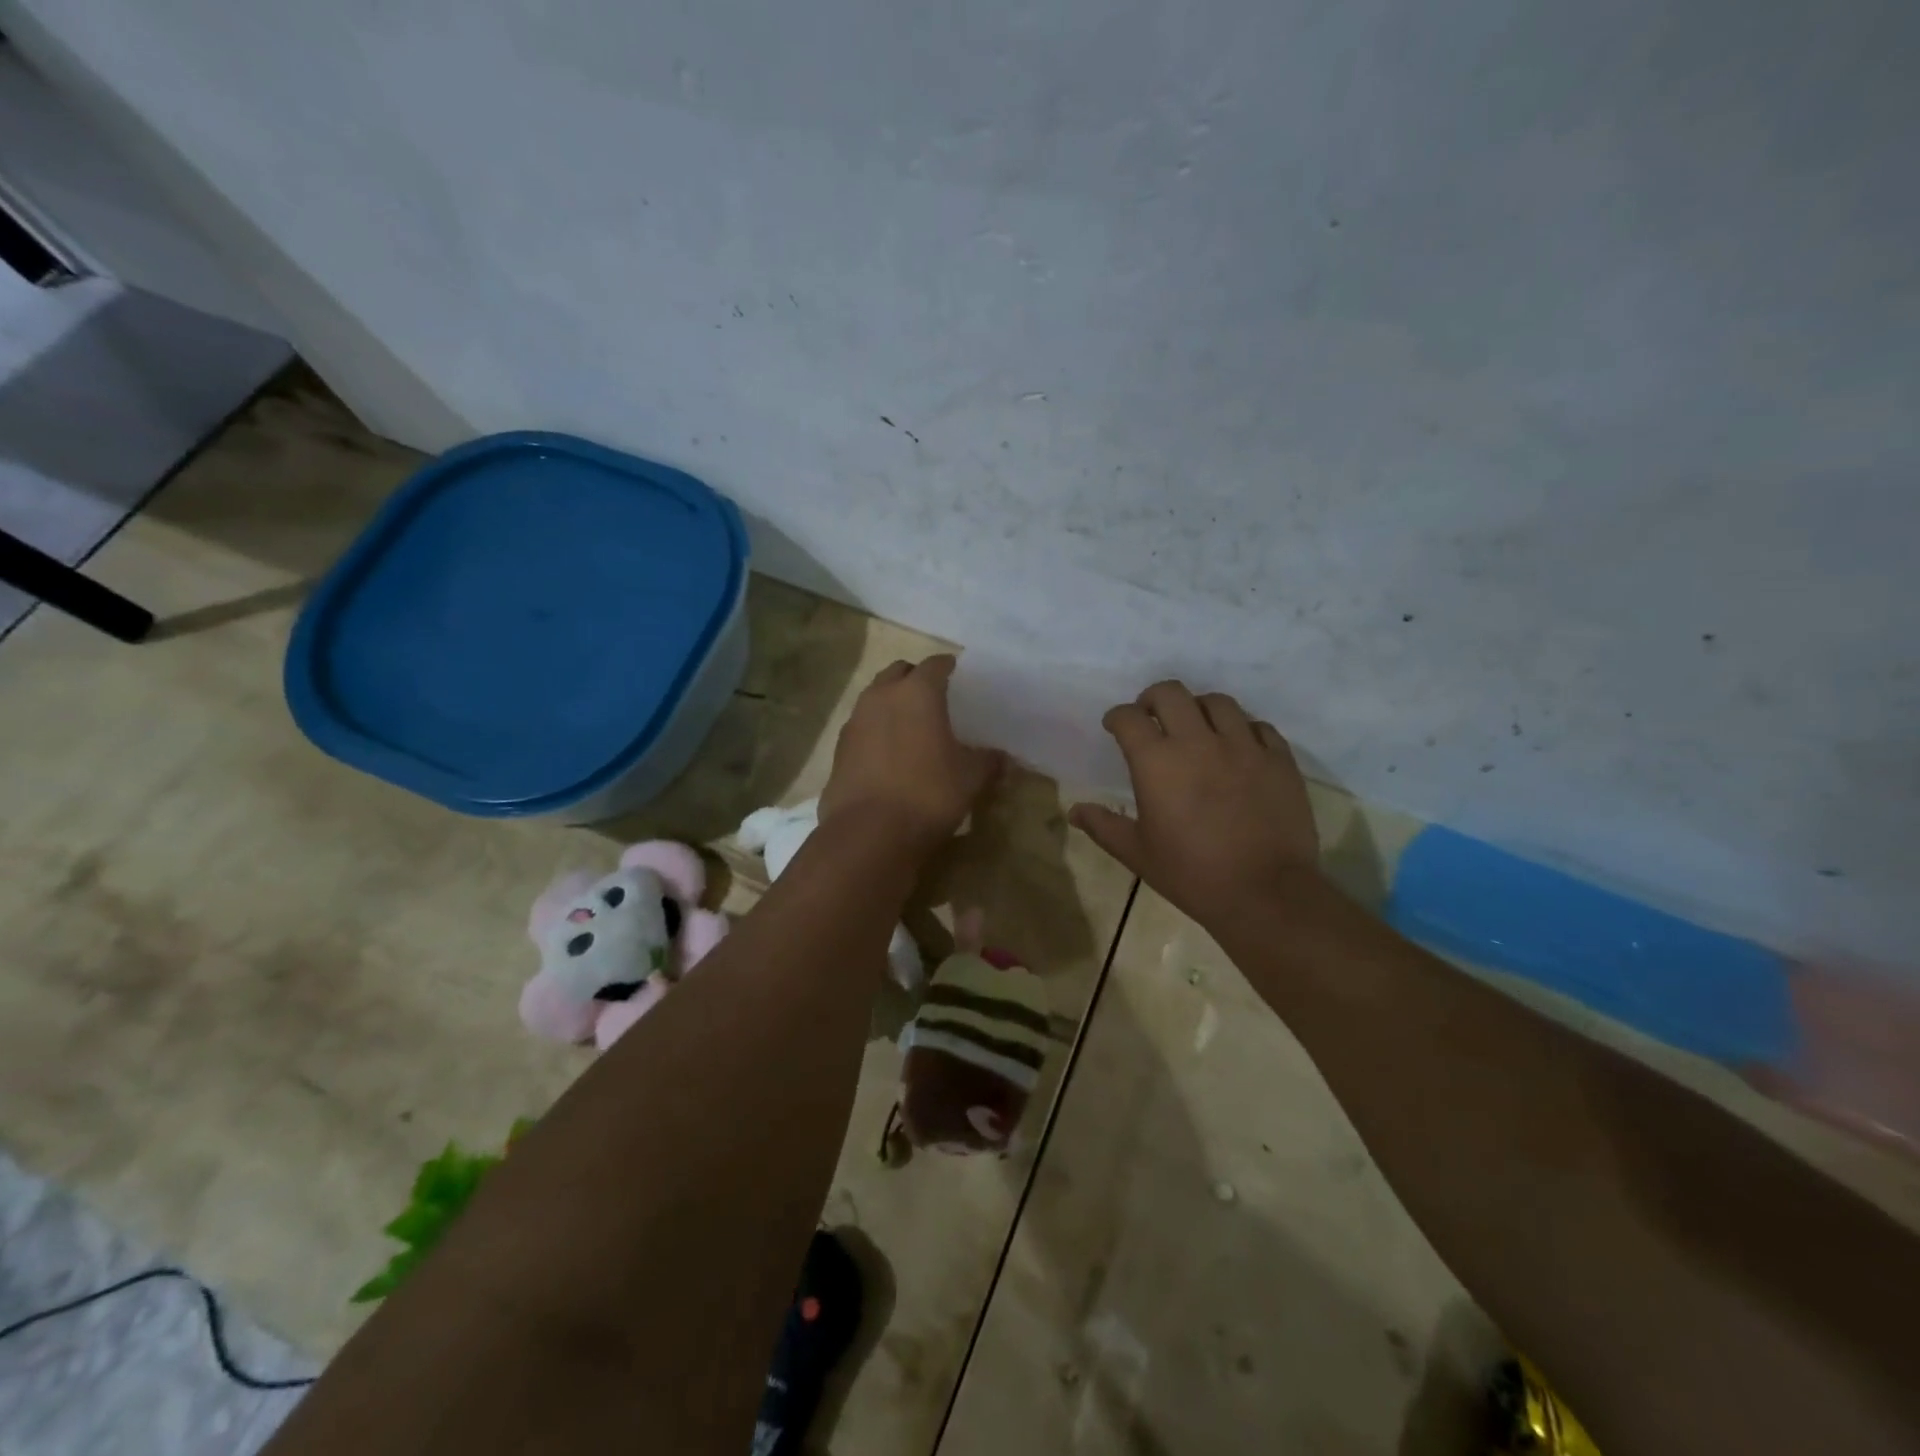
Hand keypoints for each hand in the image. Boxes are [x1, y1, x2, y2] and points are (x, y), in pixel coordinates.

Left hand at [819, 655, 1003, 856]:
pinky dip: (876, 731)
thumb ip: (987, 761)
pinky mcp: (838, 749)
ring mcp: (855, 721)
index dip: (950, 667)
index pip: (936, 664)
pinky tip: (889, 754)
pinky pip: (862, 726)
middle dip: (915, 678)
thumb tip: (1001, 757)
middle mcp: (881, 696)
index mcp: (917, 692)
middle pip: (899, 672)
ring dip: (892, 703)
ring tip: (911, 726)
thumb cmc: (928, 794)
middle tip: (935, 698)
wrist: (869, 833)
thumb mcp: (970, 778)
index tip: (961, 677)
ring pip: (875, 697)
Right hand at [1070, 681, 1322, 929]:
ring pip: (1218, 702)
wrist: (1265, 893)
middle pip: (1171, 693)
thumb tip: (1075, 811)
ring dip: (1199, 708)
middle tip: (1151, 717)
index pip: (1129, 718)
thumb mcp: (1138, 853)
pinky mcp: (1279, 759)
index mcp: (1157, 762)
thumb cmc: (1192, 874)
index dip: (1117, 717)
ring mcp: (1243, 746)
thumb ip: (1104, 826)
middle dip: (1153, 699)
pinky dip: (1243, 729)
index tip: (1115, 726)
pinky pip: (1258, 727)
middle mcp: (1198, 742)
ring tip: (1196, 728)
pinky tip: (1238, 747)